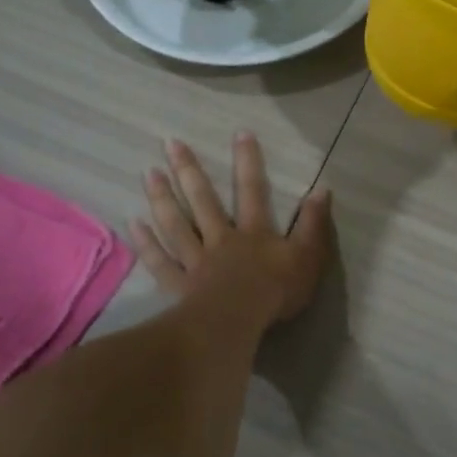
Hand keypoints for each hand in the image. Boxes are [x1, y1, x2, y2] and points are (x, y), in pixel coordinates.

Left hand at [131, 133, 332, 329]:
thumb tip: (322, 189)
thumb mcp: (308, 257)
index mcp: (253, 232)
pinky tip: (134, 224)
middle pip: (203, 200)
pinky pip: (160, 261)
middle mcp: (221, 238)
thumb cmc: (275, 292)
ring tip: (149, 173)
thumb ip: (314, 224)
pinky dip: (147, 243)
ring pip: (176, 224)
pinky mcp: (180, 285)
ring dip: (163, 198)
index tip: (240, 133)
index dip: (248, 162)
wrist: (236, 323)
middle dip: (188, 170)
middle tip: (170, 143)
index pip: (252, 190)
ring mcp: (196, 261)